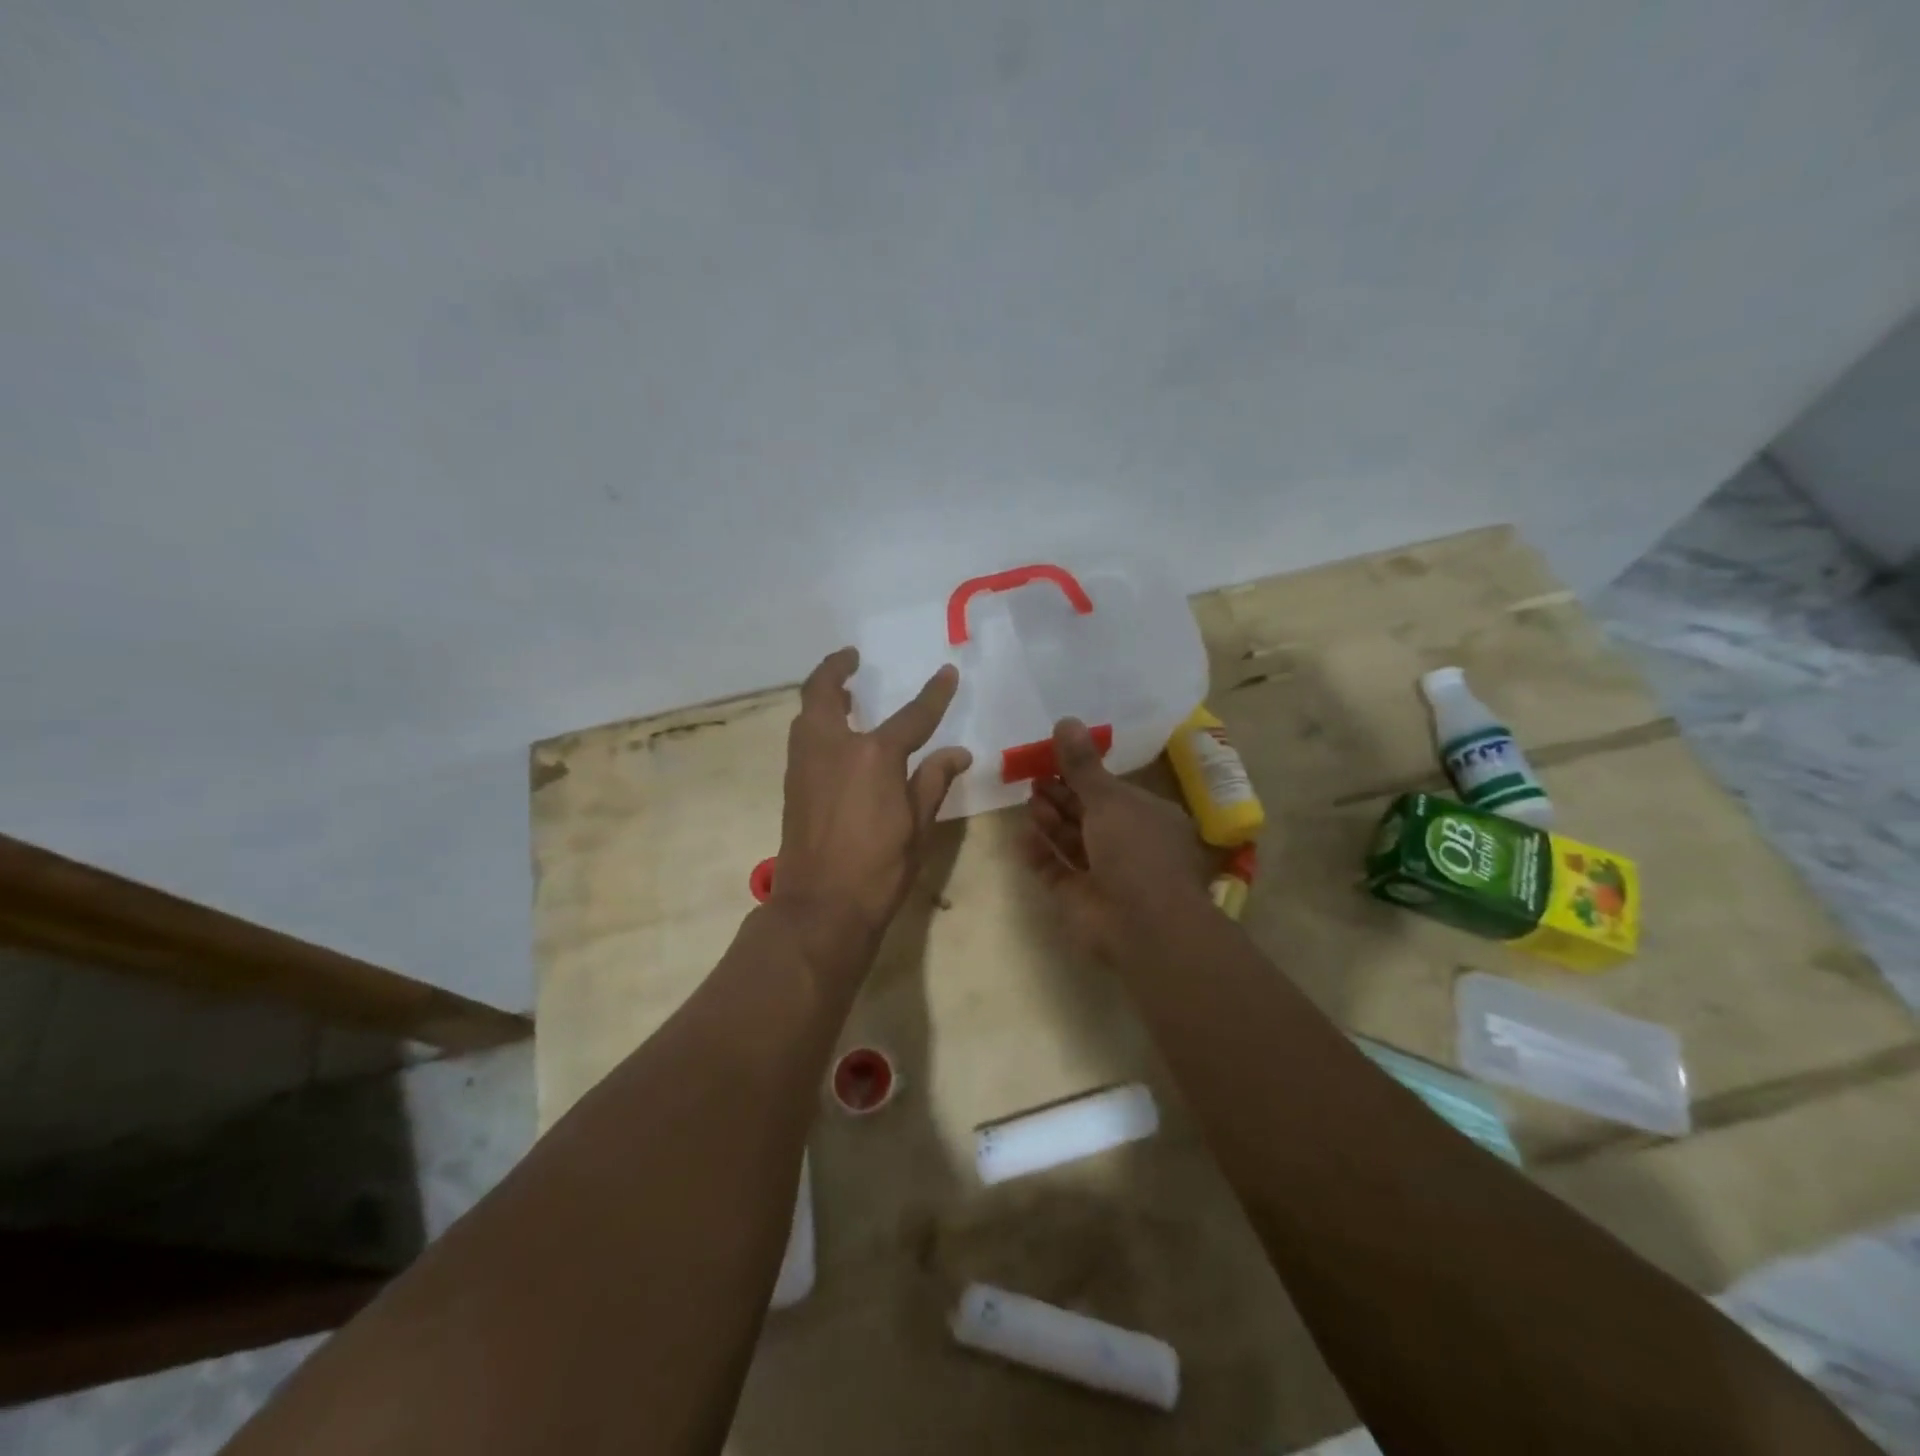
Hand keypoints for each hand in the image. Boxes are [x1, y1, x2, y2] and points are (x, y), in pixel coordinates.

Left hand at [773, 648, 971, 943]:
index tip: (947, 673)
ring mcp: (805, 765)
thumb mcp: (918, 826)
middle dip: (836, 668)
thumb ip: (934, 781)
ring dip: (821, 694)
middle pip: (823, 692)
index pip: (912, 715)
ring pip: (806, 714)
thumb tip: (957, 753)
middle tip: (851, 658)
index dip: (934, 694)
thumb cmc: (878, 869)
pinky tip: (833, 736)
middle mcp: (833, 748)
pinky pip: (802, 738)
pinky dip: (814, 722)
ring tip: (842, 692)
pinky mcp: (793, 785)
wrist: (820, 908)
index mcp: (873, 755)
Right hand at [1026, 718, 1214, 960]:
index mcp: (1148, 817)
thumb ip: (1082, 764)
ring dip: (1050, 822)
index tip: (1053, 758)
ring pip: (1072, 842)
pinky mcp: (1080, 900)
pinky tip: (1022, 837)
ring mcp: (1105, 875)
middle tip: (1034, 778)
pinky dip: (1040, 855)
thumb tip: (1065, 719)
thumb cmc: (1136, 850)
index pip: (1113, 791)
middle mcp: (1129, 845)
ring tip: (1030, 803)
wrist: (1142, 924)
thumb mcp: (1109, 798)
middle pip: (1088, 815)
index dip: (1084, 775)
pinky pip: (1056, 872)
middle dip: (1062, 797)